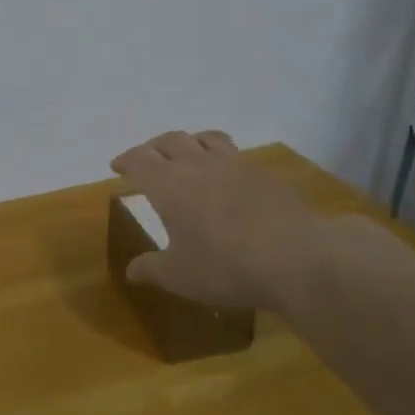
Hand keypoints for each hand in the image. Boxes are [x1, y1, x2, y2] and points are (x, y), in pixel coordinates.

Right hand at [110, 131, 318, 308]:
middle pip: (169, 140)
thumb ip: (151, 269)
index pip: (139, 160)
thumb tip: (131, 270)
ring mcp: (235, 165)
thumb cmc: (225, 267)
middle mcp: (198, 165)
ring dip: (189, 142)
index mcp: (168, 185)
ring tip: (186, 154)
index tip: (117, 166)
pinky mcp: (264, 173)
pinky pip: (235, 154)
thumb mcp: (179, 276)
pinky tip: (227, 177)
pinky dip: (221, 158)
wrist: (297, 258)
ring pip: (205, 138)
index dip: (125, 160)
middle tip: (147, 159)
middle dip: (153, 147)